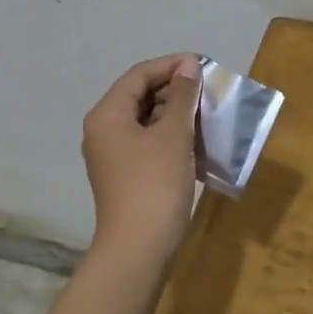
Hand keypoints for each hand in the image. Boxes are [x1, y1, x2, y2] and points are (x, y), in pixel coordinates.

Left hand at [82, 53, 202, 262]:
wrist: (139, 248)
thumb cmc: (154, 184)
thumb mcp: (173, 134)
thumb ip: (182, 96)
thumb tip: (188, 65)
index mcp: (107, 114)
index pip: (139, 75)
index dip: (171, 65)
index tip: (203, 65)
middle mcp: (104, 130)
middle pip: (140, 96)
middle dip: (175, 90)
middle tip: (208, 90)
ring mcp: (113, 155)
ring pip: (147, 120)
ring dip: (177, 114)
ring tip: (208, 113)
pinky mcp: (126, 174)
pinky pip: (149, 143)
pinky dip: (172, 137)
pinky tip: (198, 141)